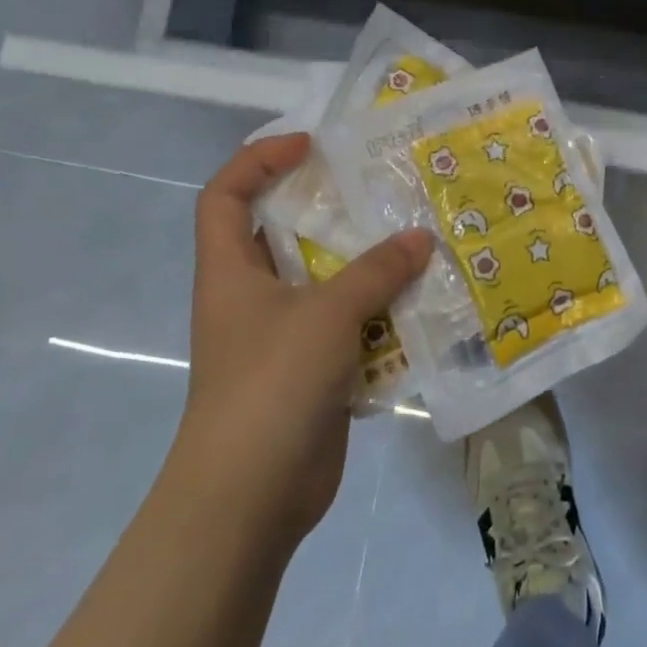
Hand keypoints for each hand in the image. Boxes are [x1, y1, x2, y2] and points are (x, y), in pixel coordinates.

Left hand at [179, 134, 433, 539]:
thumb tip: (421, 238)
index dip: (258, 160)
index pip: (225, 195)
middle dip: (329, 207)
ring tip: (414, 238)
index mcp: (231, 272)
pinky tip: (420, 301)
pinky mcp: (313, 368)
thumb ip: (376, 272)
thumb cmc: (271, 385)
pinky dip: (380, 310)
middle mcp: (253, 295)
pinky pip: (349, 323)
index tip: (310, 148)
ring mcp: (283, 334)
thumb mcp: (326, 315)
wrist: (250, 498)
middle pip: (283, 232)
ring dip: (366, 262)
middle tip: (380, 188)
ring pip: (325, 279)